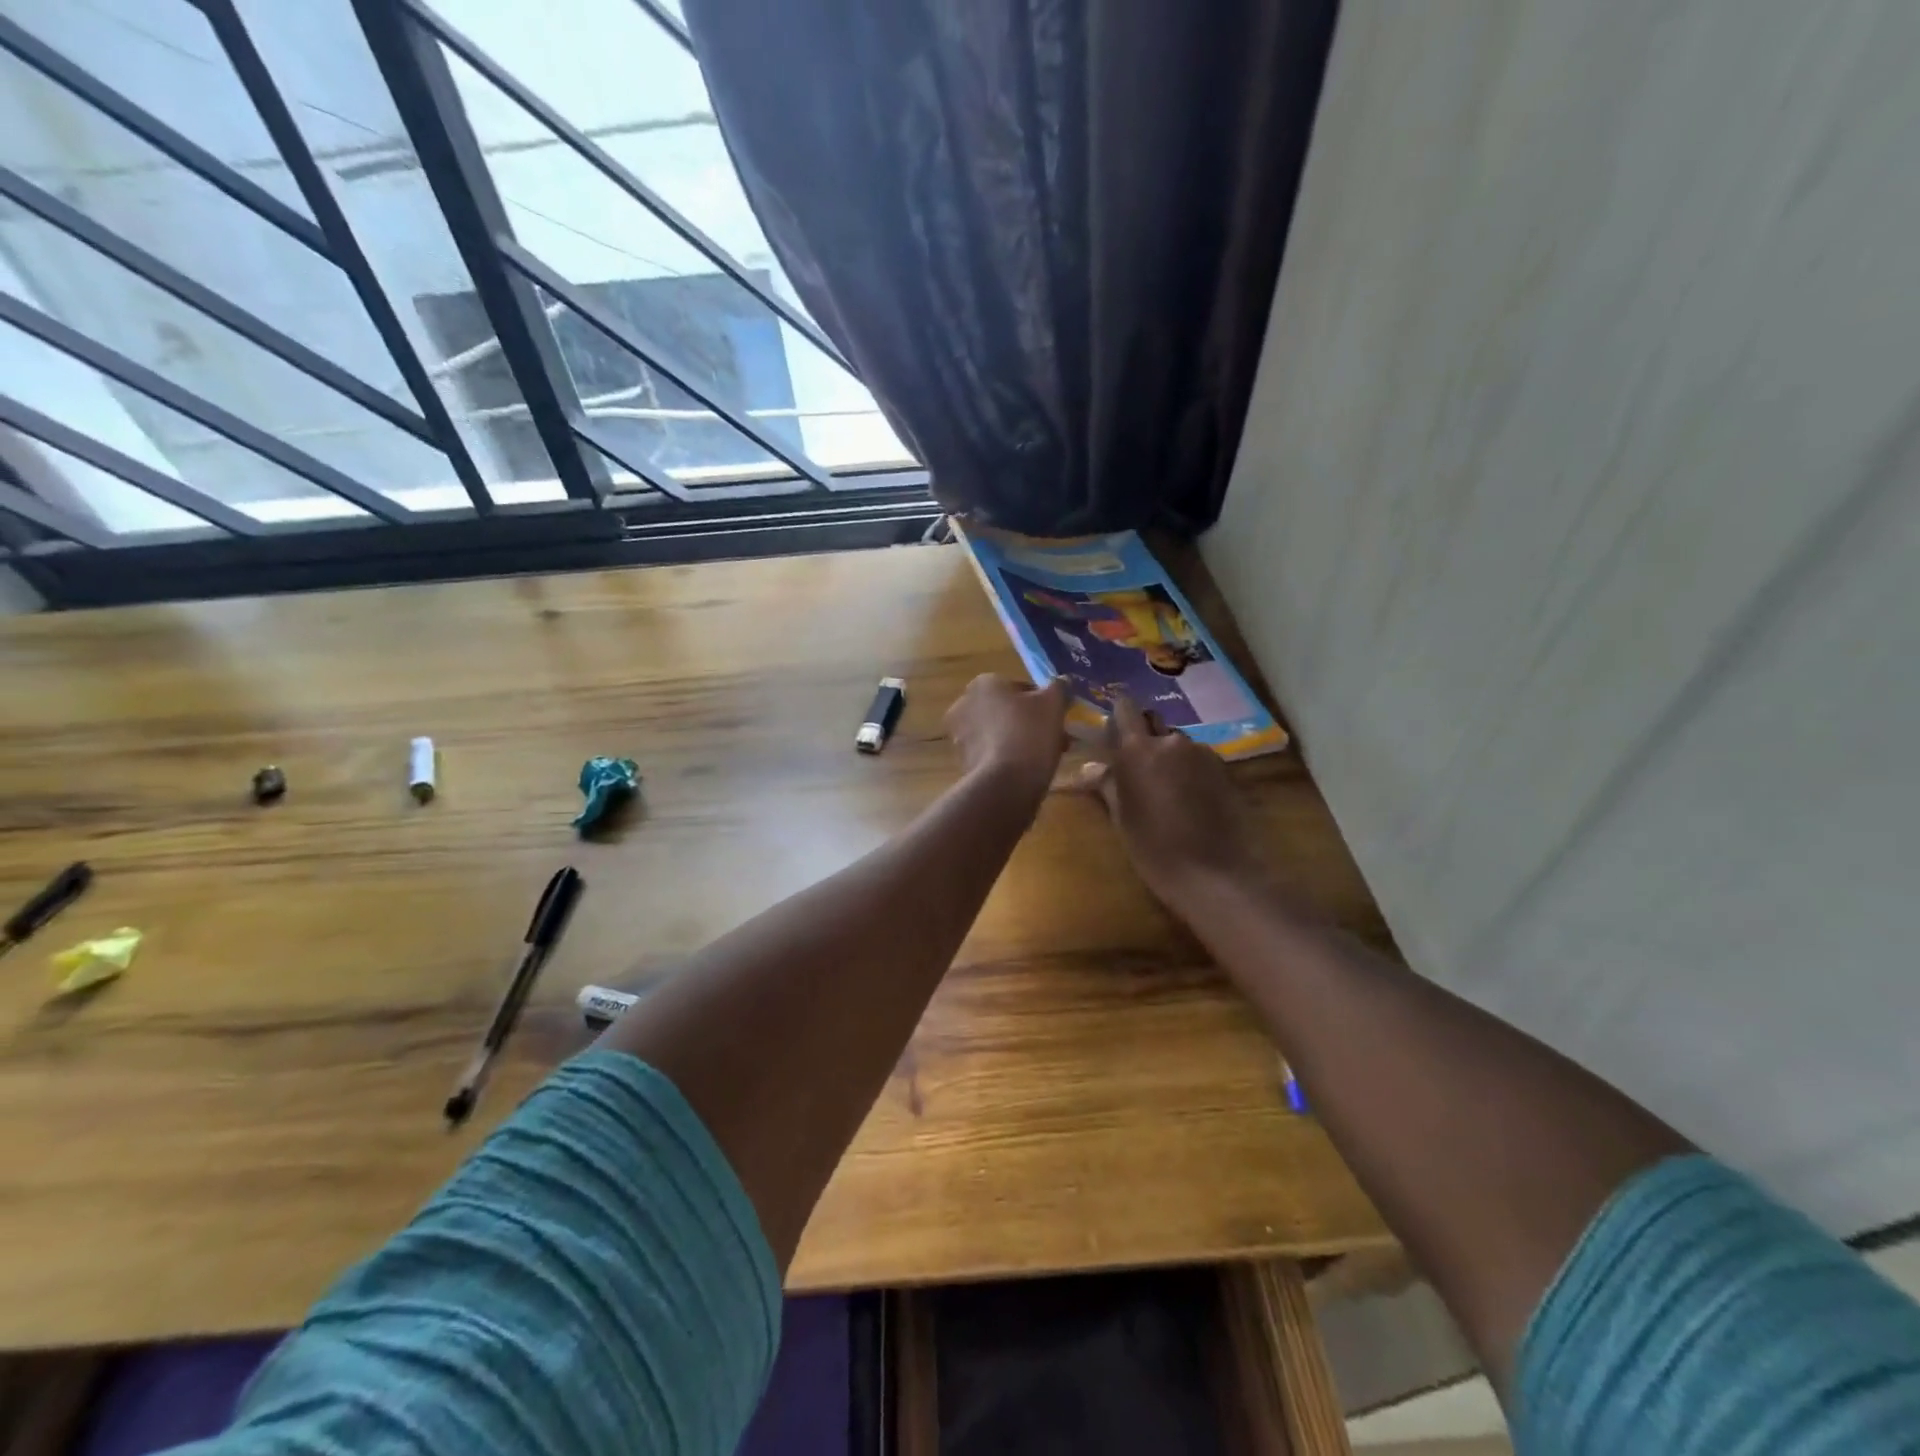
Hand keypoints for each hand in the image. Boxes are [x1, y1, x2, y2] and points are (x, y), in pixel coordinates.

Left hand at [945, 674, 1069, 795]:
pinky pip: (993, 754)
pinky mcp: (963, 762)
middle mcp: (964, 704)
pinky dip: (1009, 758)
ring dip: (1023, 740)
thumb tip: (1063, 682)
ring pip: (1001, 733)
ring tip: (1048, 756)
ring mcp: (960, 735)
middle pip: (1008, 711)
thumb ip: (1059, 687)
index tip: (1057, 717)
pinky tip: (1029, 770)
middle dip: (1032, 722)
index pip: (1020, 687)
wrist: (1006, 782)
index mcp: (983, 684)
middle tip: (1057, 737)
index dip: (1043, 702)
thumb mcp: (1054, 703)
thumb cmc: (1029, 733)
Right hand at [1076, 696, 1261, 906]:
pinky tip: (1191, 801)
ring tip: (1167, 790)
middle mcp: (1171, 742)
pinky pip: (1199, 760)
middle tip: (1138, 768)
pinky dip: (1191, 771)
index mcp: (1138, 750)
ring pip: (1178, 744)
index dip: (1119, 714)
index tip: (1114, 730)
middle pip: (1154, 723)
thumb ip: (1108, 785)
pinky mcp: (1225, 769)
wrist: (1216, 873)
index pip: (1126, 708)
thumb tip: (1090, 767)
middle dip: (1145, 738)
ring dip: (1169, 757)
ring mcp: (1202, 753)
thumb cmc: (1155, 849)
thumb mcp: (1122, 819)